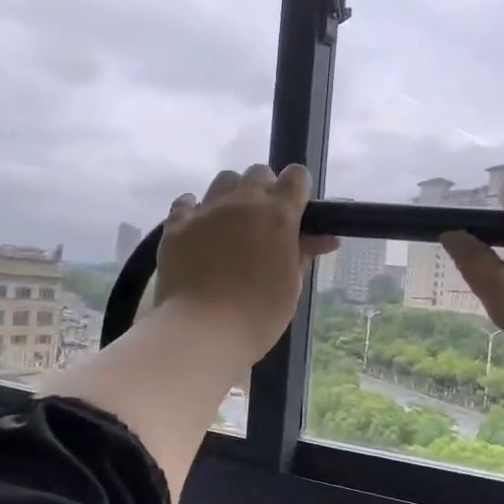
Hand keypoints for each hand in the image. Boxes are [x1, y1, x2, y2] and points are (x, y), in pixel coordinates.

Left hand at [154, 164, 338, 366]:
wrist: (203, 330)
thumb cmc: (259, 313)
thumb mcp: (292, 284)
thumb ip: (304, 253)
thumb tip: (326, 238)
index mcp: (278, 215)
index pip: (296, 177)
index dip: (298, 189)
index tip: (297, 209)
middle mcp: (243, 202)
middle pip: (258, 173)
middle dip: (265, 189)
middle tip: (264, 222)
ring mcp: (206, 210)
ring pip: (223, 181)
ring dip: (232, 194)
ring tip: (231, 224)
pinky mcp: (176, 225)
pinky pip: (186, 202)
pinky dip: (195, 209)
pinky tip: (199, 229)